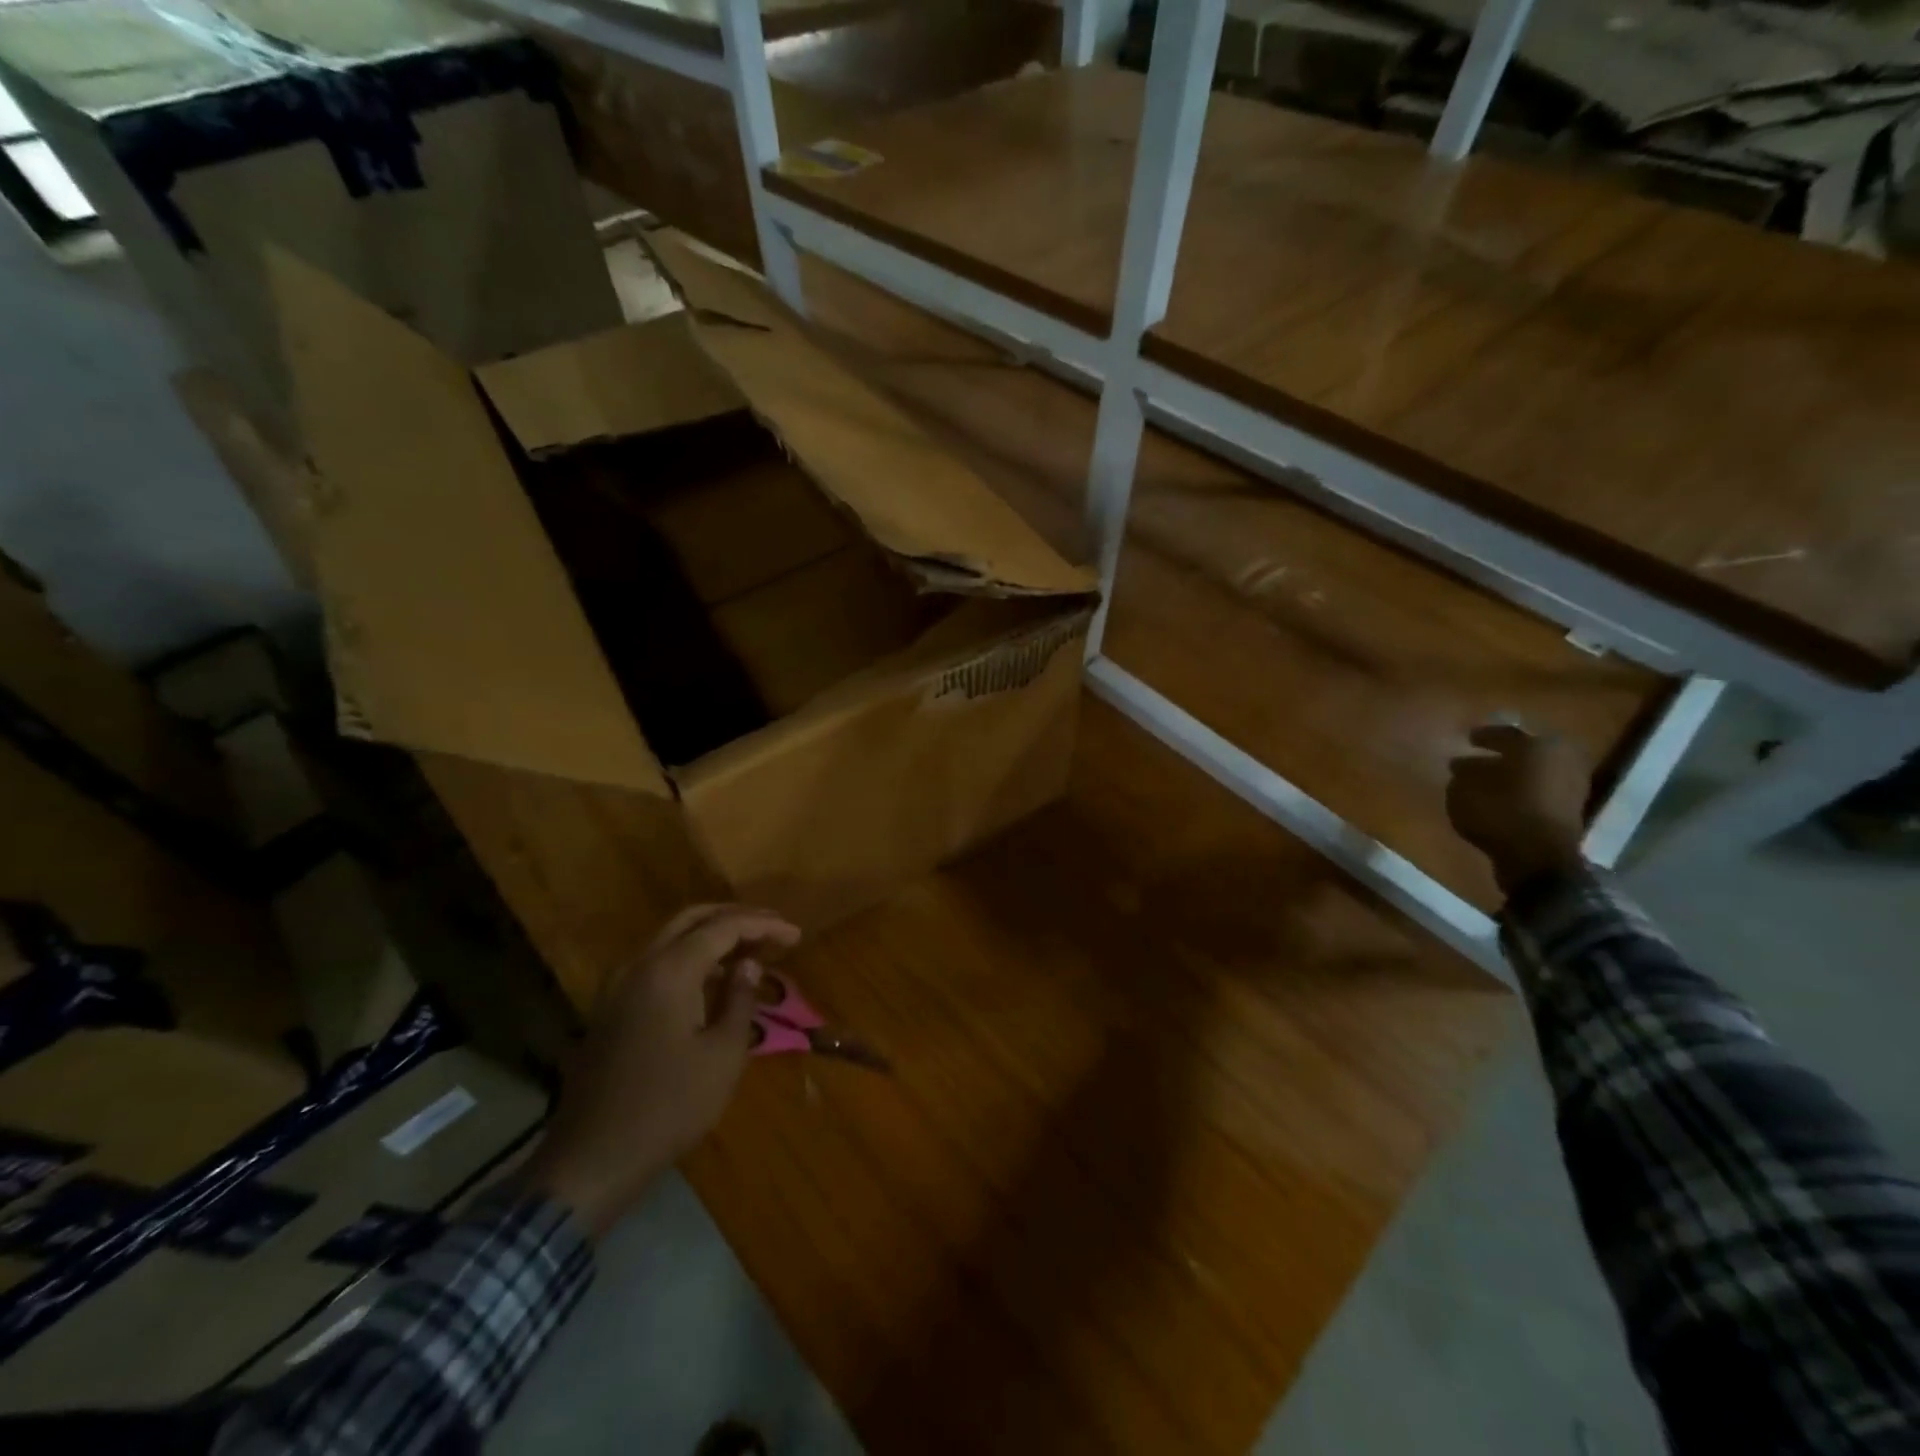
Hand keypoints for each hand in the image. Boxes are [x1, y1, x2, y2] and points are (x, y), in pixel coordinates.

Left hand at [520, 903, 800, 1237]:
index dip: (764, 925)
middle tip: (774, 928)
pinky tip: (715, 975)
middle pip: (693, 918)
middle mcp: (640, 964)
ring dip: (713, 933)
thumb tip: (749, 965)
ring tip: (752, 948)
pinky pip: (656, 960)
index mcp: (669, 970)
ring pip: (671, 936)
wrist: (593, 1158)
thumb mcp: (722, 1055)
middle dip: (737, 917)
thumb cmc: (669, 1107)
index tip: (796, 934)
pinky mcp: (611, 1005)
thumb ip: (740, 999)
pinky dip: (690, 954)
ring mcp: (619, 983)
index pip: (724, 927)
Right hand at [1446, 725, 1590, 893]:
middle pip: (1525, 750)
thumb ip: (1464, 772)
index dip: (1481, 736)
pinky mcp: (1571, 809)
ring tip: (1488, 779)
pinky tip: (1503, 796)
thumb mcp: (1464, 788)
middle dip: (1503, 753)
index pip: (1504, 733)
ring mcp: (1572, 784)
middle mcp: (1560, 758)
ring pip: (1535, 770)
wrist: (1538, 858)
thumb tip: (1464, 764)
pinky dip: (1523, 790)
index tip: (1465, 738)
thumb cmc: (1498, 813)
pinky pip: (1541, 790)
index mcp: (1537, 745)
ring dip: (1513, 773)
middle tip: (1479, 755)